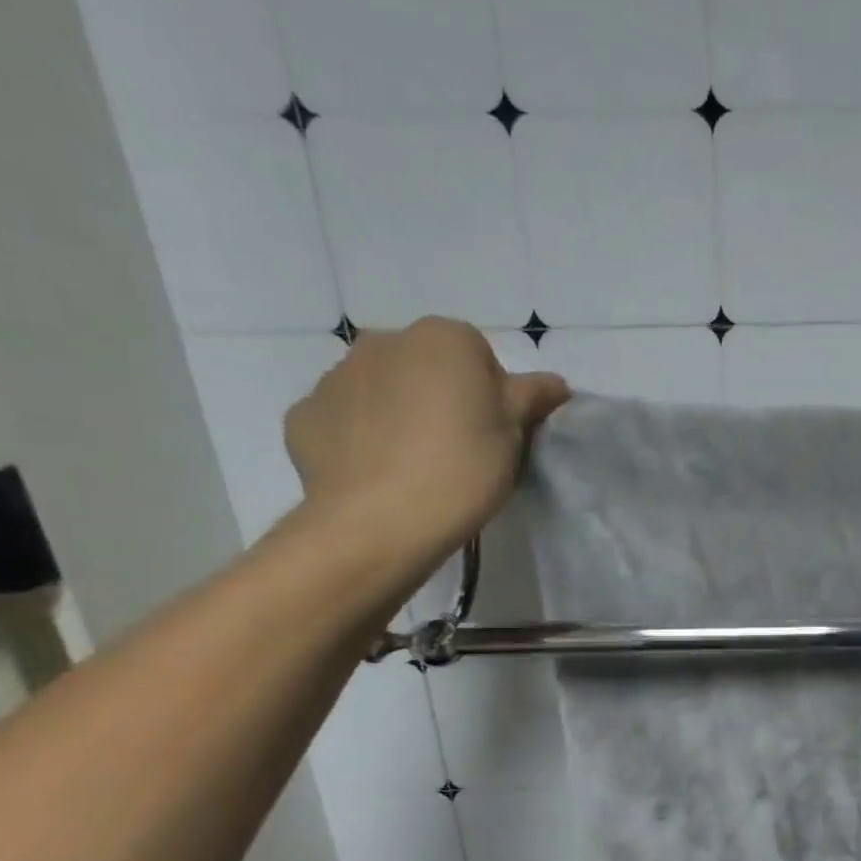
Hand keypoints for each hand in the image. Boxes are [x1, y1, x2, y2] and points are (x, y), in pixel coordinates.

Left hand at [284, 316, 569, 573]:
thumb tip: (556, 383)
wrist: (380, 522)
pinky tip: (377, 474)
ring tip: (414, 466)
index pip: (478, 355)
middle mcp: (384, 341)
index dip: (491, 395)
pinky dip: (360, 438)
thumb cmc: (462, 468)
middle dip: (441, 397)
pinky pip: (345, 419)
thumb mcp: (515, 432)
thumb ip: (534, 396)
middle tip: (457, 450)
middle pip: (426, 367)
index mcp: (443, 338)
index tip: (493, 434)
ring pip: (382, 389)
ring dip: (398, 414)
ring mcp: (336, 376)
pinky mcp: (304, 415)